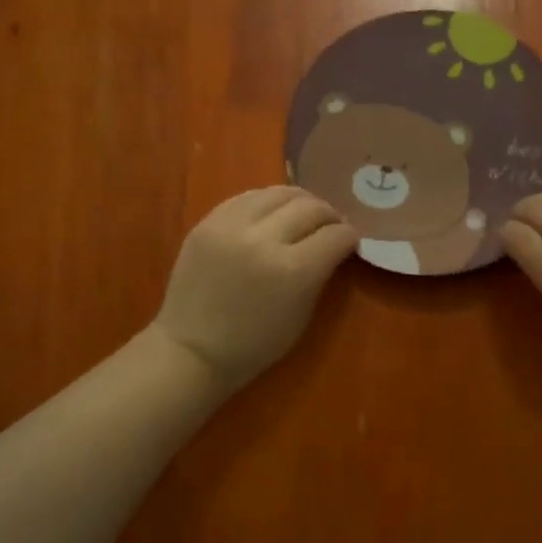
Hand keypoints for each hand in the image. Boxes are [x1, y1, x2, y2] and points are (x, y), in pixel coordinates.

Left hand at [150, 188, 358, 392]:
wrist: (191, 350)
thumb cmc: (253, 344)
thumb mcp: (302, 315)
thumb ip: (320, 274)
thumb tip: (333, 246)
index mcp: (294, 270)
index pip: (336, 235)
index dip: (349, 236)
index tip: (350, 241)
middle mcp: (265, 239)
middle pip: (311, 207)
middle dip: (329, 214)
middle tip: (331, 225)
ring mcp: (232, 226)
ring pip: (279, 192)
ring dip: (300, 201)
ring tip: (304, 213)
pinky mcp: (208, 221)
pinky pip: (247, 197)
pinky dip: (267, 202)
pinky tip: (272, 213)